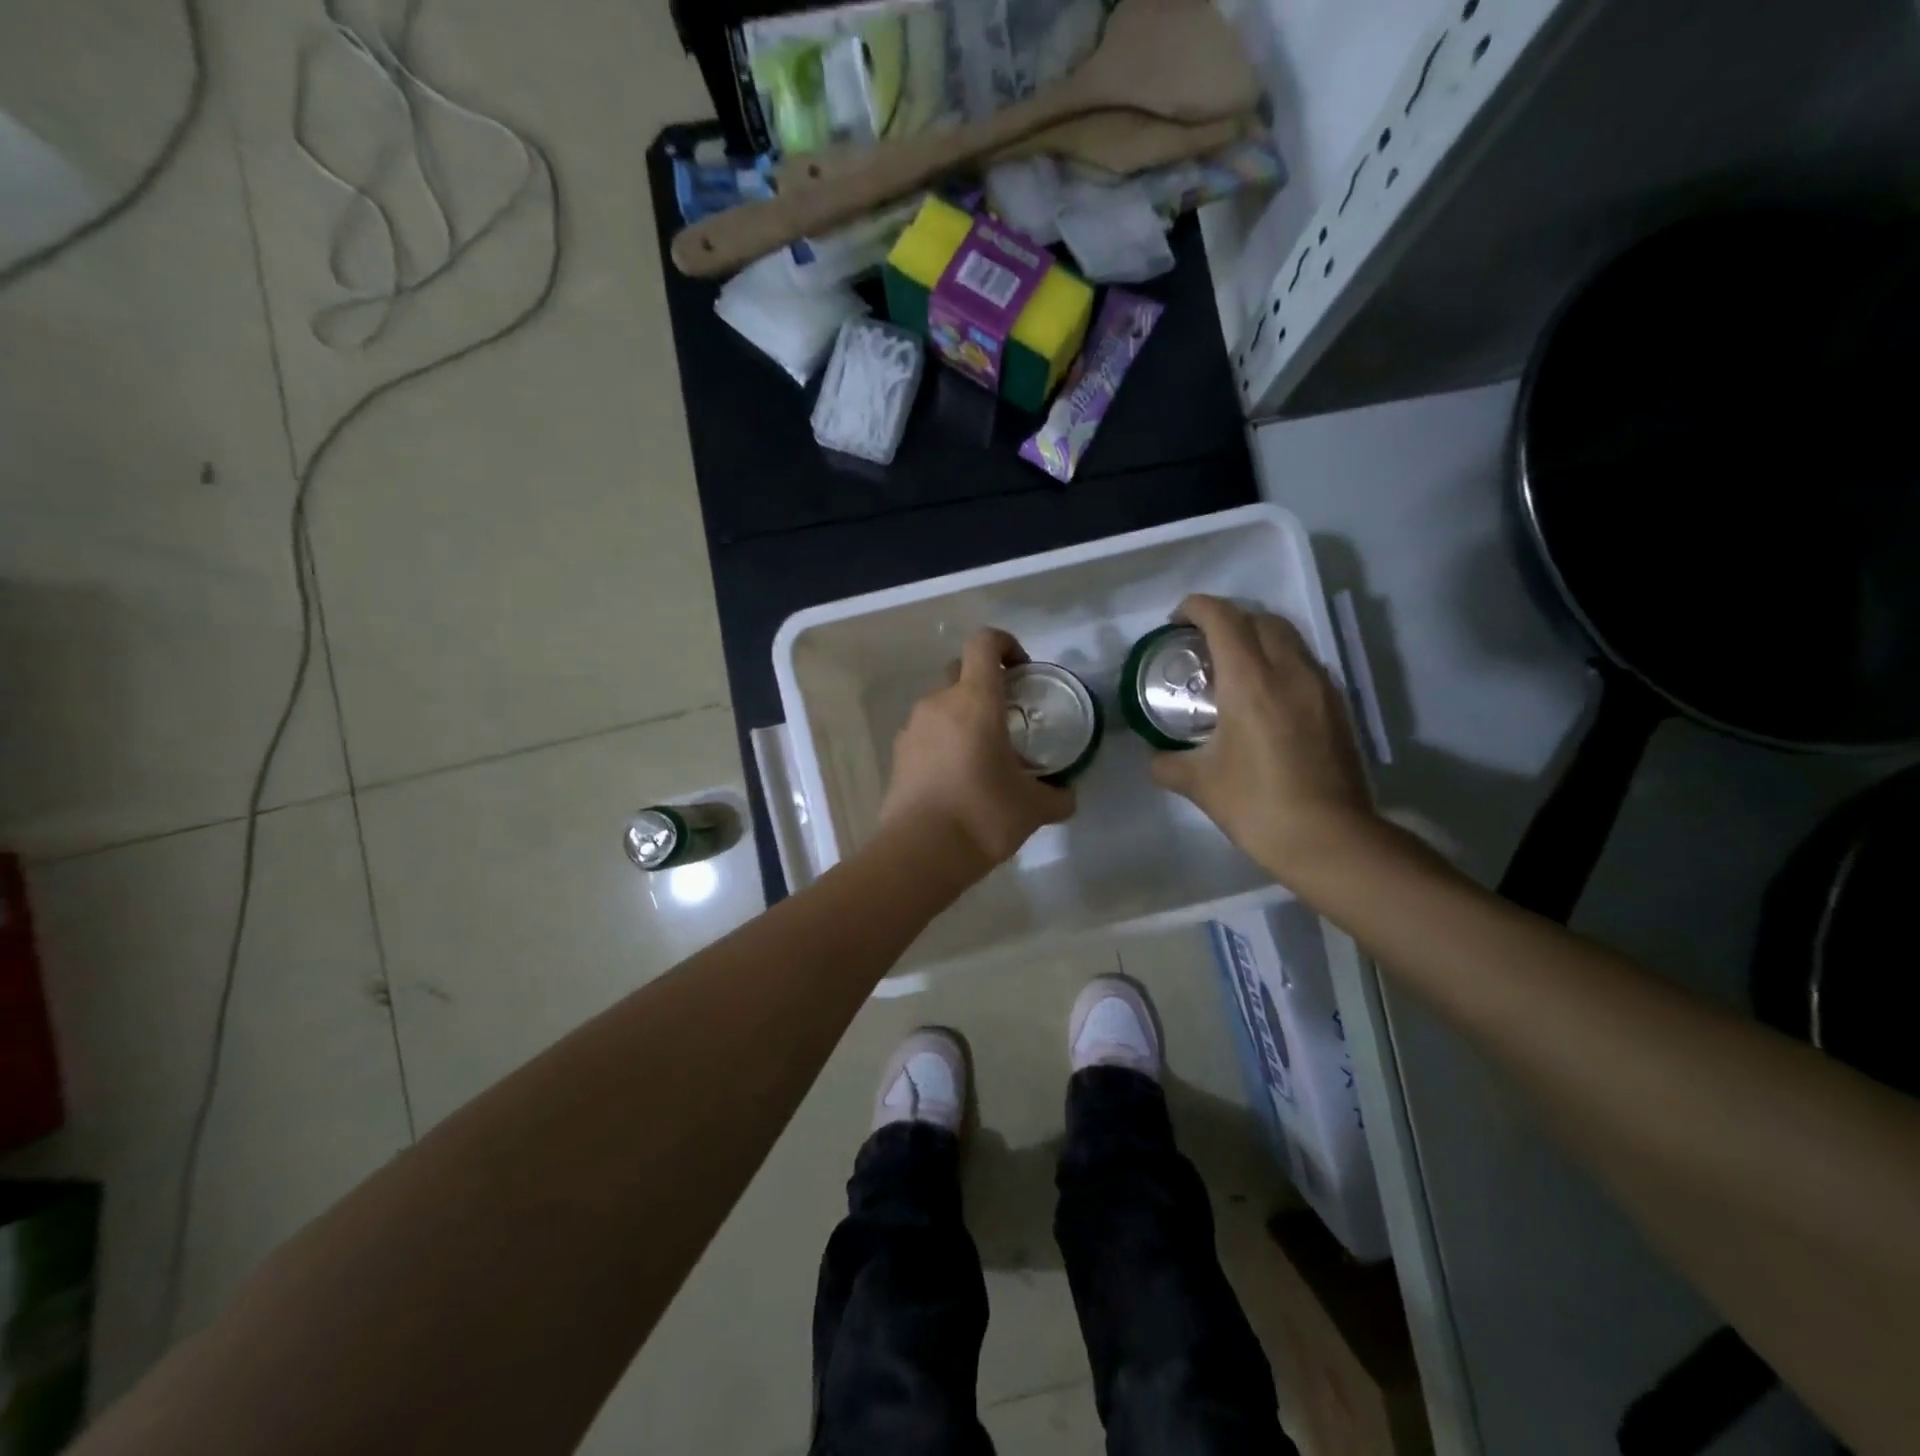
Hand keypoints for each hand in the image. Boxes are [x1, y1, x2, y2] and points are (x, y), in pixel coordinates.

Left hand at [879, 628, 1074, 872]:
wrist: (920, 852)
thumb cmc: (983, 815)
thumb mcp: (1033, 808)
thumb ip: (1057, 796)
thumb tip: (1067, 795)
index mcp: (975, 700)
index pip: (984, 643)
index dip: (1006, 644)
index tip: (1023, 670)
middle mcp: (939, 703)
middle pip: (960, 670)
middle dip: (985, 682)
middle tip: (1008, 714)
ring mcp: (913, 727)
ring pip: (942, 704)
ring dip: (963, 715)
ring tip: (984, 752)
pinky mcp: (898, 754)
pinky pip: (926, 732)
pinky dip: (944, 740)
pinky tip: (959, 775)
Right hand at [1150, 595, 1376, 881]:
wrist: (1329, 839)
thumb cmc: (1257, 805)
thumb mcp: (1200, 784)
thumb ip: (1168, 763)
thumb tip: (1156, 757)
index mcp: (1250, 681)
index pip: (1223, 619)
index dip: (1196, 608)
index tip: (1176, 621)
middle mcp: (1289, 671)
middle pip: (1260, 619)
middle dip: (1228, 619)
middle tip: (1202, 644)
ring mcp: (1320, 686)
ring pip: (1289, 637)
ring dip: (1258, 637)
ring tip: (1233, 667)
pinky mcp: (1338, 706)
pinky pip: (1305, 664)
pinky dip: (1280, 662)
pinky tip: (1266, 697)